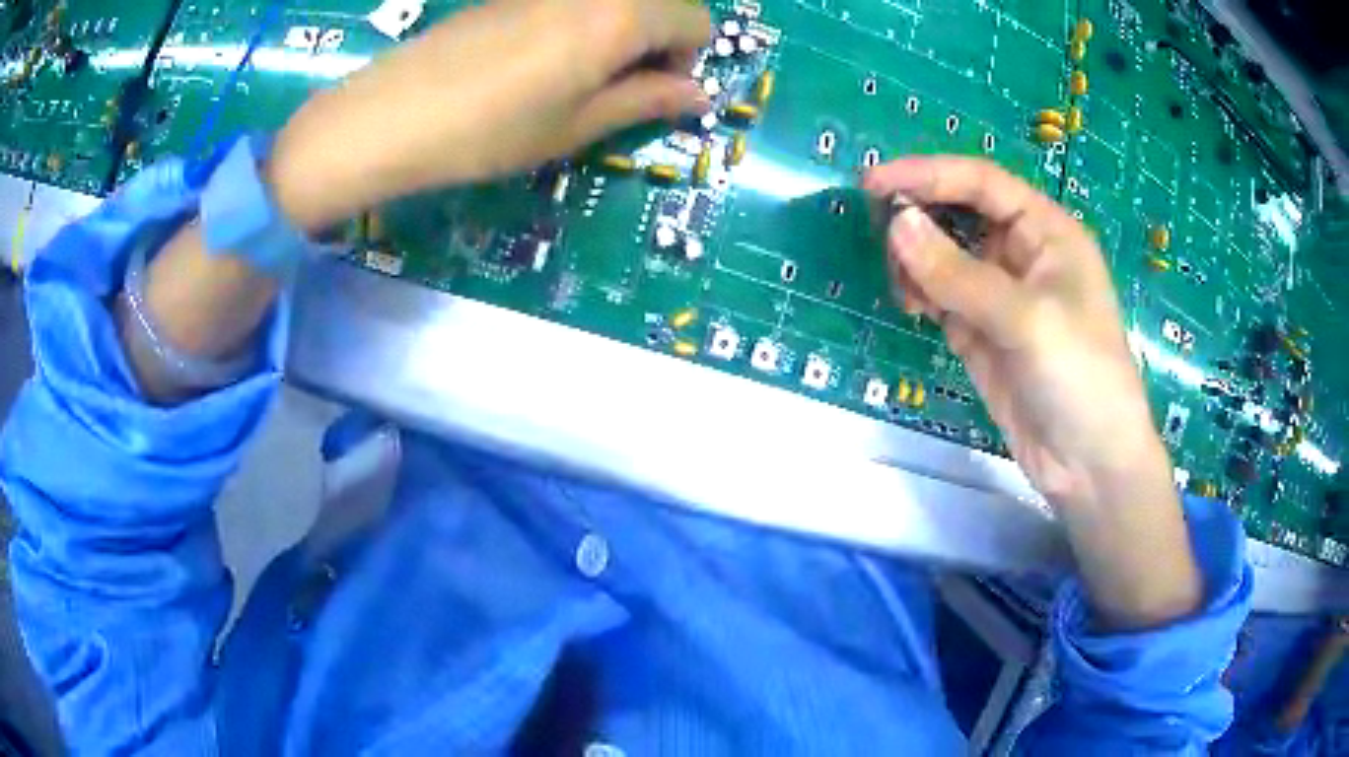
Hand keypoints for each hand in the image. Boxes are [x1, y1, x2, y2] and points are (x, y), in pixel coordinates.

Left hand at [268, 0, 711, 230]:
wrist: (392, 115)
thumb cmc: (492, 131)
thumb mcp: (577, 126)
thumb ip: (646, 102)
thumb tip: (698, 96)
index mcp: (621, 15)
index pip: (695, 19)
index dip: (689, 57)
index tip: (656, 92)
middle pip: (656, 3)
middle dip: (657, 41)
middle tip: (619, 87)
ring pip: (611, 2)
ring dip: (617, 33)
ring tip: (576, 77)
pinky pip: (569, 1)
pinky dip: (578, 24)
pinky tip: (537, 61)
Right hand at [865, 157, 1200, 628]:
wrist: (1090, 465)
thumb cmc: (1080, 376)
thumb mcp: (1025, 319)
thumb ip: (958, 273)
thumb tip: (895, 222)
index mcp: (1046, 231)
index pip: (980, 183)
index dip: (927, 174)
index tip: (872, 182)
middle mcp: (1022, 254)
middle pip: (958, 214)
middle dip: (918, 219)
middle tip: (880, 238)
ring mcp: (1001, 295)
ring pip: (944, 256)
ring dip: (915, 261)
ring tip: (903, 287)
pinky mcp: (983, 333)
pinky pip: (942, 297)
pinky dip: (921, 294)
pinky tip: (913, 308)